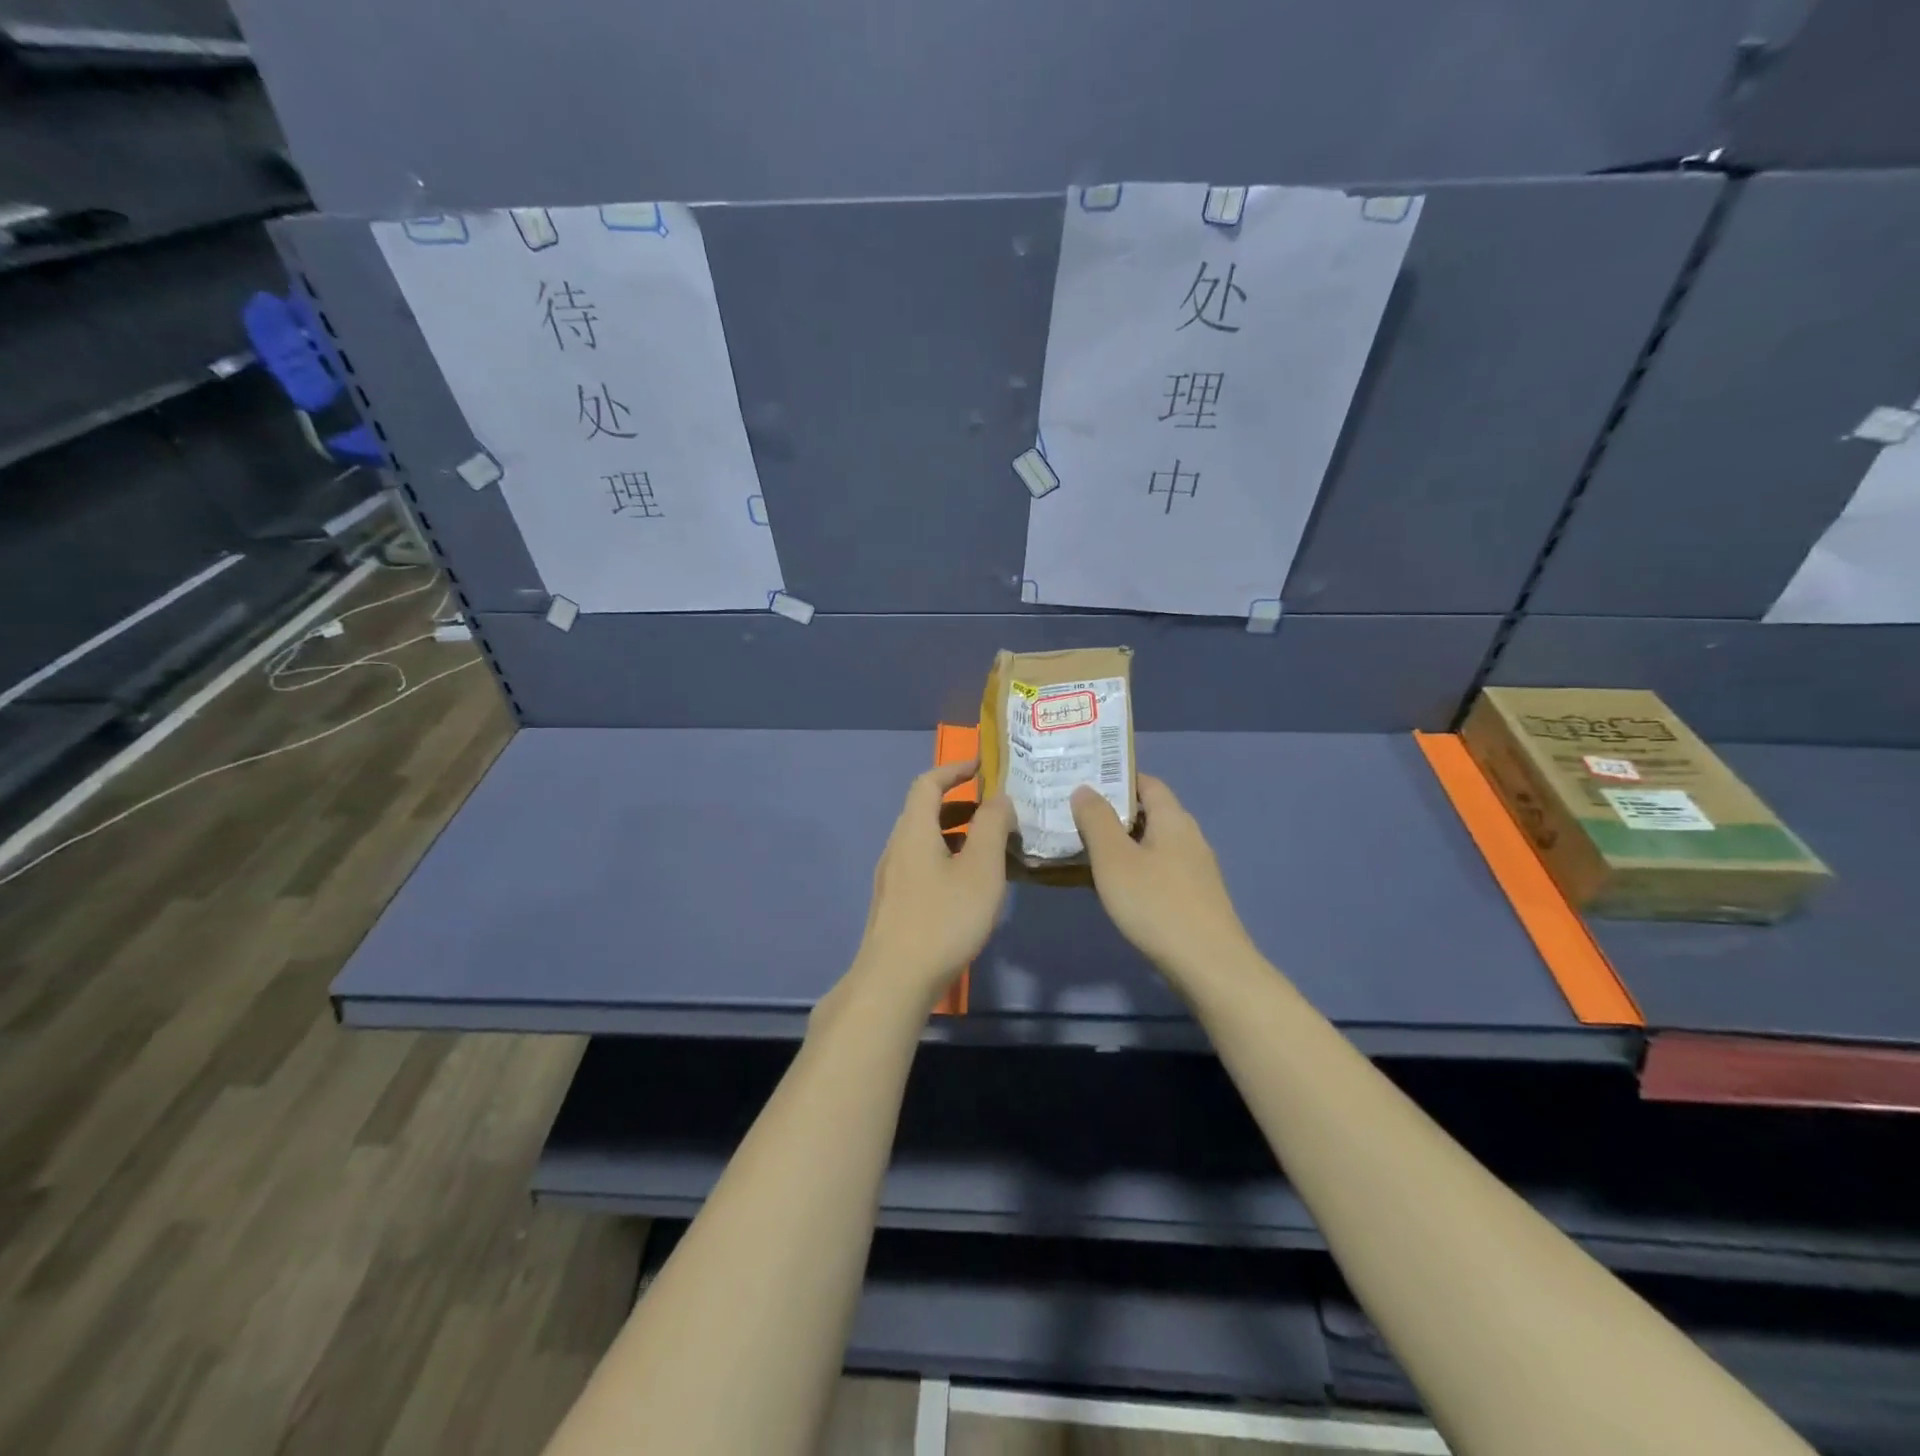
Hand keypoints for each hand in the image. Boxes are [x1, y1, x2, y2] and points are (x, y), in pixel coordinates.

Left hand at [846, 761, 1014, 1014]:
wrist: (894, 981)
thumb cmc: (943, 920)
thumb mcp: (980, 869)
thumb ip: (992, 827)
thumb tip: (998, 798)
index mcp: (913, 831)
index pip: (928, 783)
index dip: (955, 768)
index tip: (982, 765)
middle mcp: (897, 847)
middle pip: (925, 811)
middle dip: (961, 802)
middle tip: (997, 809)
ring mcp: (892, 878)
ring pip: (925, 841)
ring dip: (957, 833)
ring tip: (992, 846)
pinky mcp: (895, 904)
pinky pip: (923, 864)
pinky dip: (949, 858)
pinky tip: (971, 884)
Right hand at [1070, 774, 1254, 981]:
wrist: (1209, 966)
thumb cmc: (1156, 904)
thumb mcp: (1114, 858)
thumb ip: (1096, 820)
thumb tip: (1085, 788)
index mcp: (1173, 819)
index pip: (1146, 783)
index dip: (1116, 777)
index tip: (1082, 780)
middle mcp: (1188, 837)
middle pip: (1148, 813)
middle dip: (1111, 812)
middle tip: (1072, 814)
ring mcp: (1194, 869)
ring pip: (1150, 844)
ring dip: (1119, 843)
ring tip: (1082, 848)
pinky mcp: (1193, 898)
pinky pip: (1156, 870)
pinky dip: (1132, 869)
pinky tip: (1110, 886)